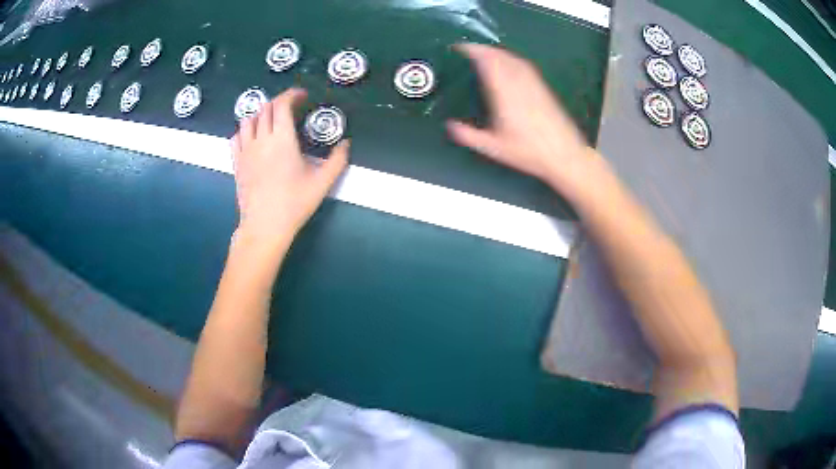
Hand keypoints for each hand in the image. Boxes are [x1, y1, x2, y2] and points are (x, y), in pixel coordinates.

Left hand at [232, 88, 348, 246]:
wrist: (265, 226)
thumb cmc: (294, 203)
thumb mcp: (322, 182)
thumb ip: (338, 160)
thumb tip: (347, 143)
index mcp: (282, 139)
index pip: (283, 104)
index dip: (292, 94)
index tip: (302, 96)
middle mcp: (261, 139)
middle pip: (266, 108)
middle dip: (279, 102)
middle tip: (291, 108)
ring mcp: (245, 150)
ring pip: (248, 119)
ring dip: (261, 114)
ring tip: (271, 120)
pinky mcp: (236, 162)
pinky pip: (236, 136)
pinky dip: (245, 130)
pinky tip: (253, 137)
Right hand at [447, 44, 596, 196]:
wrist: (564, 155)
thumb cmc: (528, 152)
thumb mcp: (494, 148)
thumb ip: (469, 136)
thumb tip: (450, 126)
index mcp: (504, 94)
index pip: (487, 63)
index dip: (473, 51)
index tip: (460, 47)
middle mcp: (519, 83)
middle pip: (500, 56)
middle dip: (483, 49)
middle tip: (469, 48)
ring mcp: (533, 84)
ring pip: (513, 58)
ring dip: (497, 51)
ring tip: (485, 52)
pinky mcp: (544, 88)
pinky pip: (525, 66)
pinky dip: (512, 58)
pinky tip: (509, 63)